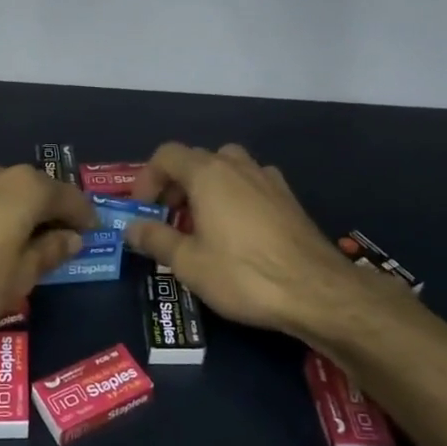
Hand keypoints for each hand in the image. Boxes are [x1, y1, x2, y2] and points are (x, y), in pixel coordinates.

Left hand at [0, 164, 98, 337]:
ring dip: (26, 217)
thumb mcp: (20, 276)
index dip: (86, 218)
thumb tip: (71, 238)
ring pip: (12, 196)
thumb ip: (50, 253)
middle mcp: (2, 174)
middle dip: (55, 215)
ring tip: (30, 247)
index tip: (94, 236)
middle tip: (64, 243)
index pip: (71, 198)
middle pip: (40, 191)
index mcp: (30, 188)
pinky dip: (2, 219)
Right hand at [125, 142, 373, 337]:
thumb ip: (155, 239)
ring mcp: (267, 178)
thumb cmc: (243, 274)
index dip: (147, 178)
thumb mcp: (188, 263)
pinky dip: (235, 196)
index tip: (143, 209)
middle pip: (196, 159)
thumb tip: (131, 227)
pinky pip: (251, 184)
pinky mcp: (288, 197)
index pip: (166, 155)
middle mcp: (237, 166)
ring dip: (207, 187)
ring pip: (227, 168)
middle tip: (168, 219)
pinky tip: (238, 230)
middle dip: (175, 185)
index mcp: (208, 173)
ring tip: (202, 223)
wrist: (315, 290)